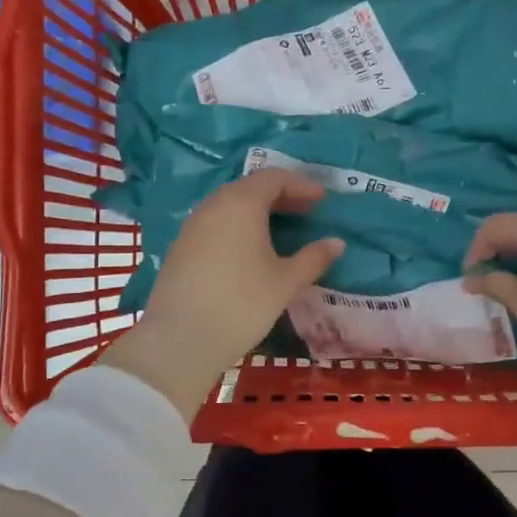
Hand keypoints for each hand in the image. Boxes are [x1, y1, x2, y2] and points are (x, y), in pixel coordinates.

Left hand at [99, 169, 344, 422]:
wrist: (181, 338)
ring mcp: (192, 225)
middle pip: (250, 188)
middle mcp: (214, 205)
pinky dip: (236, 226)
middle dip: (280, 196)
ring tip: (279, 230)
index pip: (274, 178)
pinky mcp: (180, 247)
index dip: (301, 185)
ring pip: (229, 205)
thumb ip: (313, 258)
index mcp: (242, 203)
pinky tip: (248, 250)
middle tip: (305, 211)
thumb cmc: (242, 304)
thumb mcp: (286, 282)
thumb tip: (337, 243)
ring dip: (256, 211)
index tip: (322, 199)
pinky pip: (214, 224)